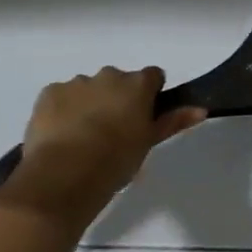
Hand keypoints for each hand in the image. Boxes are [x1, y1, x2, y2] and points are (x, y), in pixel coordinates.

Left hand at [0, 67, 205, 228]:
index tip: (143, 117)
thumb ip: (173, 121)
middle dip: (116, 99)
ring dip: (88, 104)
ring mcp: (77, 82)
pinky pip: (60, 97)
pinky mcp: (49, 92)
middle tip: (111, 133)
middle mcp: (108, 75)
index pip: (153, 77)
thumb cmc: (115, 161)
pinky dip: (62, 111)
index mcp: (137, 84)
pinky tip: (59, 137)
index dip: (149, 95)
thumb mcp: (147, 143)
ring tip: (81, 140)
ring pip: (87, 88)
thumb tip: (202, 108)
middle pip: (118, 81)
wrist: (65, 175)